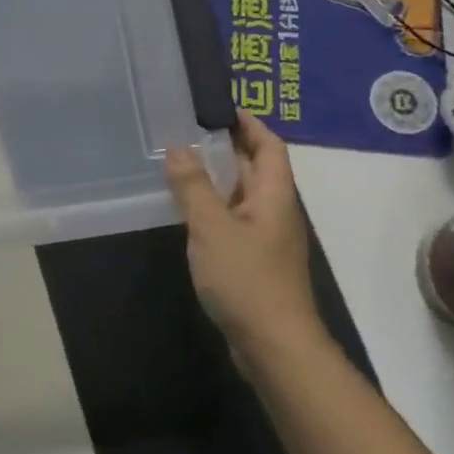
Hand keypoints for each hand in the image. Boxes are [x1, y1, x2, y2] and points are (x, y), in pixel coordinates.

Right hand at [164, 114, 323, 356]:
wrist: (274, 346)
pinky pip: (233, 220)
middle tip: (186, 131)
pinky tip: (187, 211)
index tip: (218, 107)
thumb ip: (193, 186)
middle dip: (225, 147)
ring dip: (216, 178)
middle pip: (255, 167)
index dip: (248, 123)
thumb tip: (178, 148)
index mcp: (274, 194)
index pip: (268, 145)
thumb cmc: (247, 279)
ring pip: (241, 196)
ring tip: (179, 164)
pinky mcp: (254, 261)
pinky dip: (213, 208)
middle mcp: (274, 210)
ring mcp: (266, 238)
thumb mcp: (212, 227)